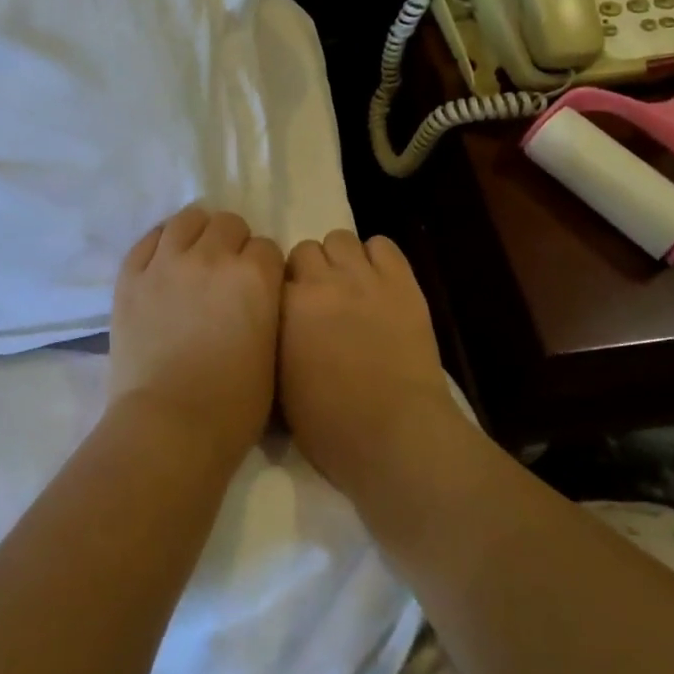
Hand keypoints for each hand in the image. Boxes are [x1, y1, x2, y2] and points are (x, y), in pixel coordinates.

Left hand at [109, 206, 284, 466]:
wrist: (170, 426)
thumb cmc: (234, 406)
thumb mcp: (272, 352)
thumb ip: (266, 309)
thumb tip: (255, 296)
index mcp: (255, 276)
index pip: (267, 247)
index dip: (264, 267)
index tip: (258, 287)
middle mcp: (212, 257)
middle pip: (228, 223)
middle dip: (233, 243)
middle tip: (226, 274)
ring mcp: (167, 263)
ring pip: (188, 219)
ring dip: (197, 233)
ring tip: (194, 257)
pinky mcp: (131, 276)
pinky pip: (148, 239)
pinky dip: (160, 244)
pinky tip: (163, 262)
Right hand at [278, 230, 463, 496]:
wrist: (395, 436)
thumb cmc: (330, 426)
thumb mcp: (278, 386)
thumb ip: (273, 342)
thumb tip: (276, 325)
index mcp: (284, 308)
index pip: (272, 274)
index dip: (282, 293)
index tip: (289, 312)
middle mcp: (320, 282)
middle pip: (305, 250)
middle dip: (309, 271)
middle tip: (320, 300)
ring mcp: (363, 278)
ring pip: (340, 238)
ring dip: (340, 259)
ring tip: (350, 286)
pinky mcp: (401, 282)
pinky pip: (383, 245)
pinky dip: (377, 257)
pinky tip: (378, 282)